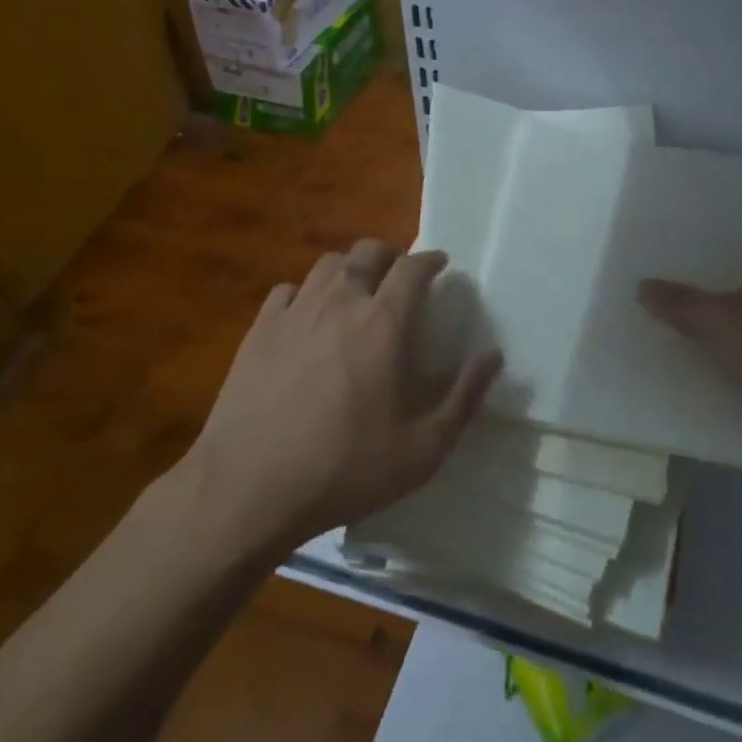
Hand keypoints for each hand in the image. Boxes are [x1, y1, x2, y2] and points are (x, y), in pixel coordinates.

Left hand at [187, 239, 502, 550]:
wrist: (248, 489)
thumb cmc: (345, 469)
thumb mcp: (423, 449)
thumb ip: (464, 397)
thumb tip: (493, 356)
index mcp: (384, 324)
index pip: (413, 268)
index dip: (431, 260)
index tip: (440, 264)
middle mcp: (341, 303)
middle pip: (368, 252)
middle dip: (390, 255)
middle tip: (400, 277)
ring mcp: (295, 312)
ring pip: (327, 265)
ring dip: (350, 270)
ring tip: (356, 293)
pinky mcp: (259, 330)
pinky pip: (287, 291)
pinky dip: (305, 294)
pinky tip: (307, 318)